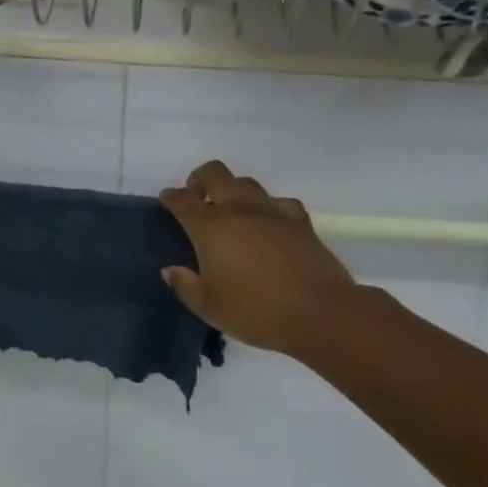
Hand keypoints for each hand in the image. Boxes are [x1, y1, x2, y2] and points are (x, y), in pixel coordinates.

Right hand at [158, 160, 362, 353]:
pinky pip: (278, 202)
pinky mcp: (300, 221)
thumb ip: (185, 286)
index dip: (171, 197)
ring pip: (246, 183)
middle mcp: (238, 209)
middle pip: (214, 173)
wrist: (321, 313)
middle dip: (200, 180)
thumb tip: (171, 270)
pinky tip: (269, 224)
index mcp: (210, 227)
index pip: (182, 200)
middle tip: (197, 199)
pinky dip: (268, 208)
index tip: (167, 200)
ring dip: (233, 191)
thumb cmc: (256, 311)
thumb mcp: (209, 307)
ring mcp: (272, 211)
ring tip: (231, 213)